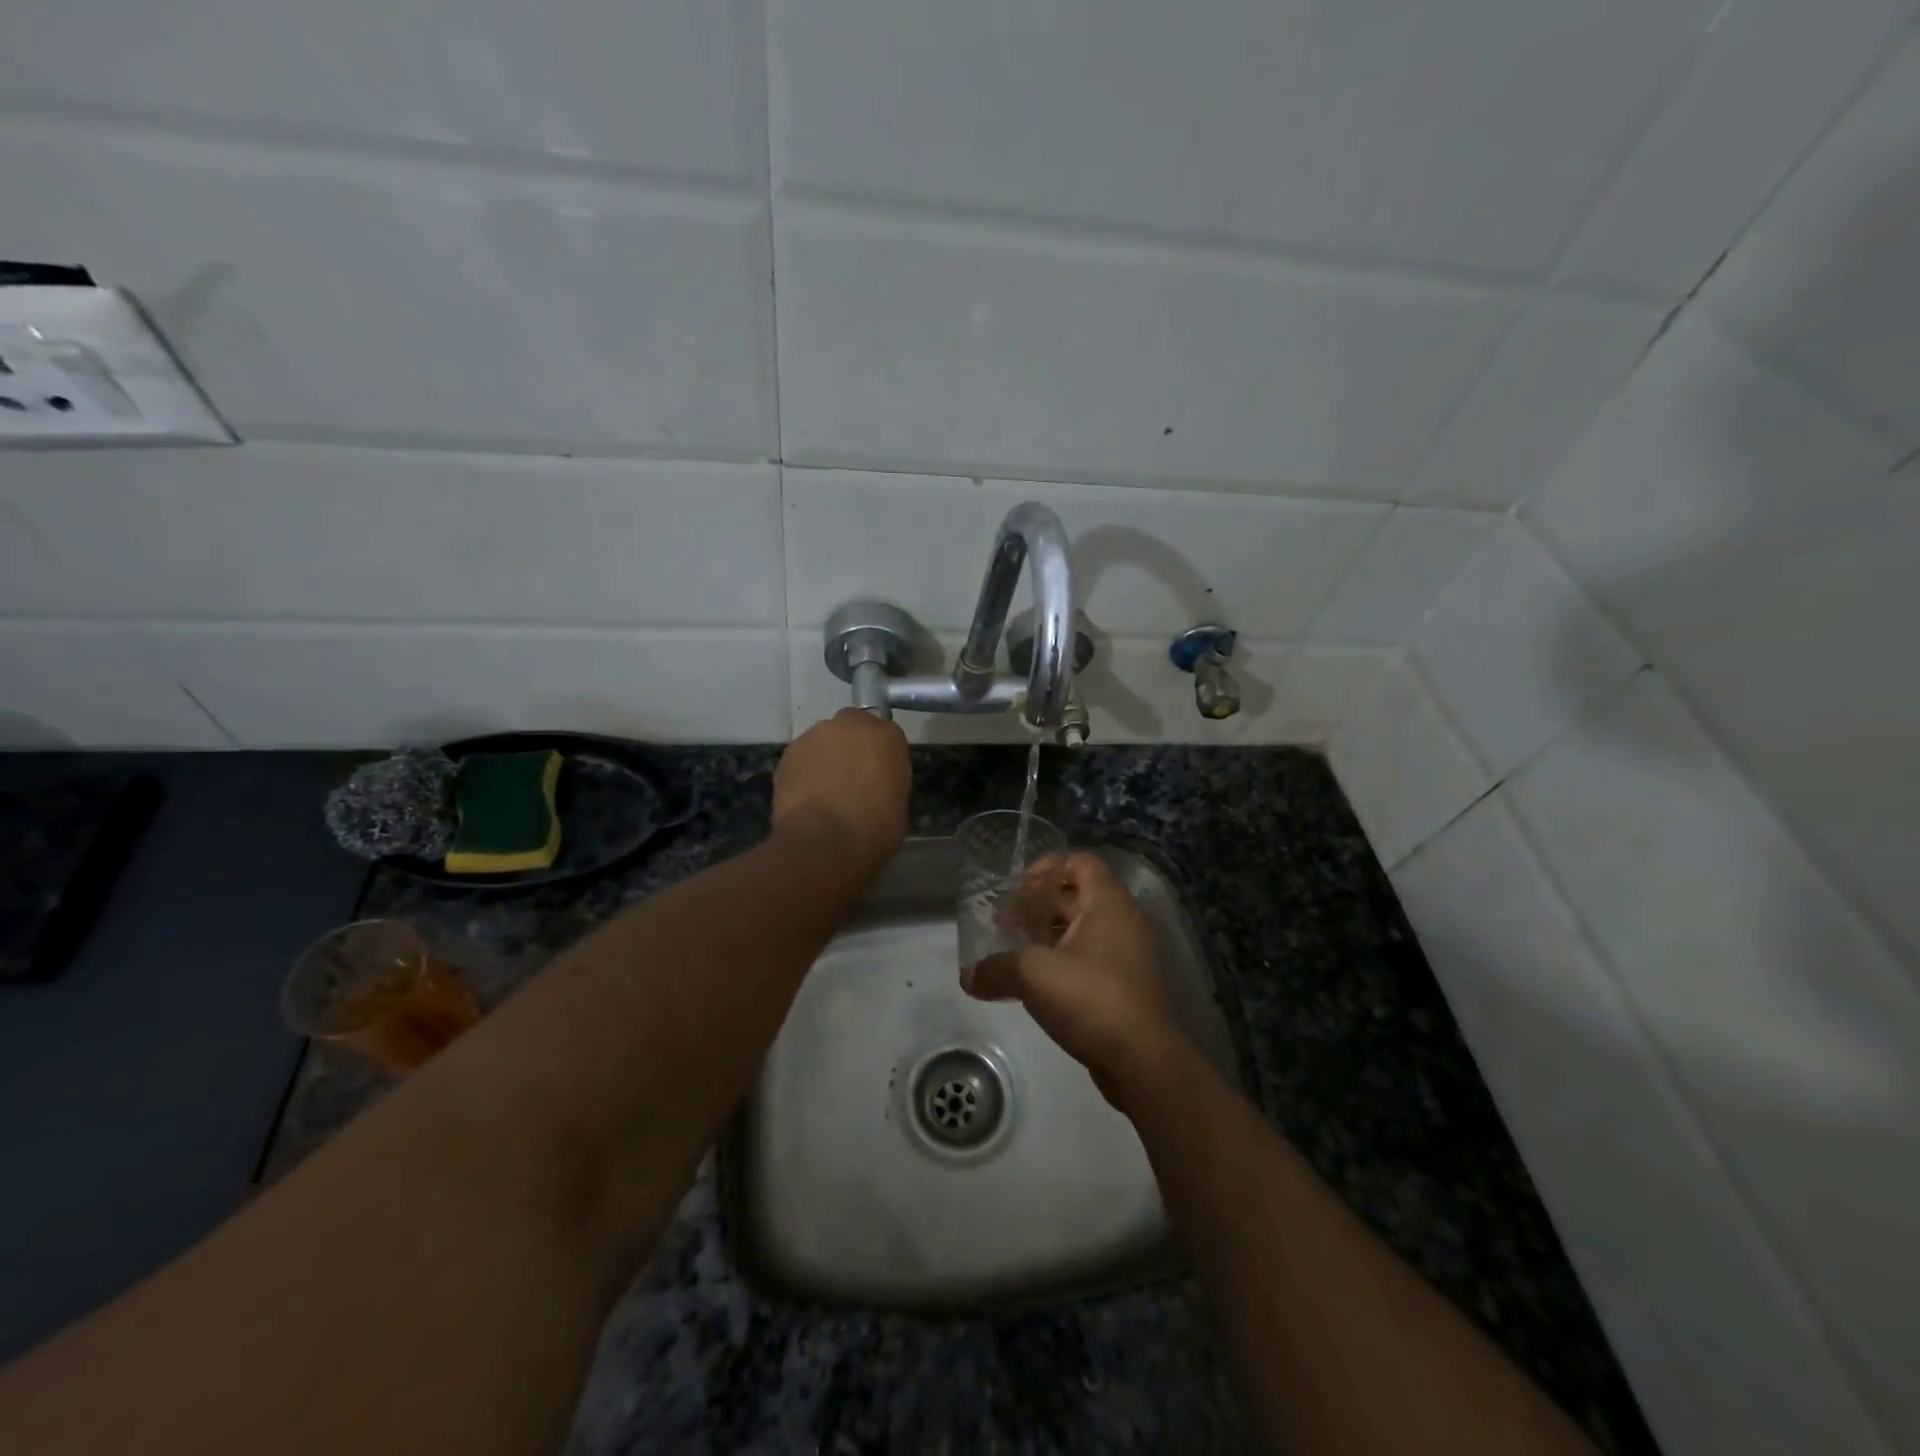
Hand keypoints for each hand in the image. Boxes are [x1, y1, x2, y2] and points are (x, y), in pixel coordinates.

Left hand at [773, 708, 910, 875]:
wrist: (826, 842)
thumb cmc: (875, 829)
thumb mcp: (899, 804)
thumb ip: (887, 781)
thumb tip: (875, 787)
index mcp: (886, 735)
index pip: (886, 735)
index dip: (880, 756)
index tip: (879, 776)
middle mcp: (850, 725)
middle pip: (851, 728)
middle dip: (851, 747)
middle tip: (851, 778)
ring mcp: (814, 736)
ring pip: (822, 742)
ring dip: (825, 758)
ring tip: (824, 792)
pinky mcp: (787, 755)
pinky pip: (801, 759)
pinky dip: (804, 773)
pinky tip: (805, 799)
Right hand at [962, 852, 1182, 1106]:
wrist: (1144, 1063)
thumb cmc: (1092, 999)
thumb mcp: (1034, 975)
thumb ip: (996, 968)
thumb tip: (969, 976)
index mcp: (1108, 903)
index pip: (1080, 862)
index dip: (1047, 867)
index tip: (1016, 890)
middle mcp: (1122, 921)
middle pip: (1075, 895)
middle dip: (1037, 905)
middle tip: (1003, 923)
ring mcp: (1126, 955)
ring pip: (1080, 930)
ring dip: (1046, 936)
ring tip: (1011, 952)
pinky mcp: (1123, 986)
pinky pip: (1087, 959)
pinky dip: (1060, 962)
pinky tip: (1033, 983)